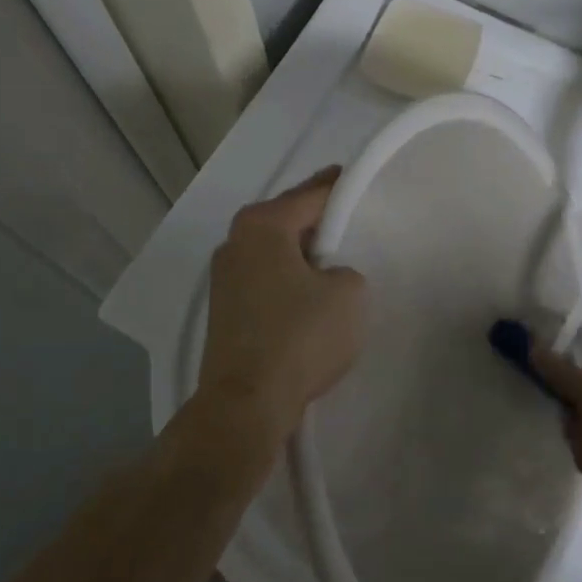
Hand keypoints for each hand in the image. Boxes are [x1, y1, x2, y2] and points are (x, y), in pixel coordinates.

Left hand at [198, 168, 365, 438]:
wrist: (247, 403)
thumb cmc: (300, 336)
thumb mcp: (349, 293)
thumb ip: (345, 271)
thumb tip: (325, 279)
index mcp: (262, 226)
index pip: (311, 195)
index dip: (339, 187)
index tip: (356, 179)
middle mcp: (235, 243)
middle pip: (286, 220)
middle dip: (317, 220)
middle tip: (351, 219)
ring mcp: (224, 278)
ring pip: (275, 252)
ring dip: (302, 254)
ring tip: (335, 260)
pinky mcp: (225, 311)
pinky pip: (267, 280)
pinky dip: (289, 280)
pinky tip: (310, 295)